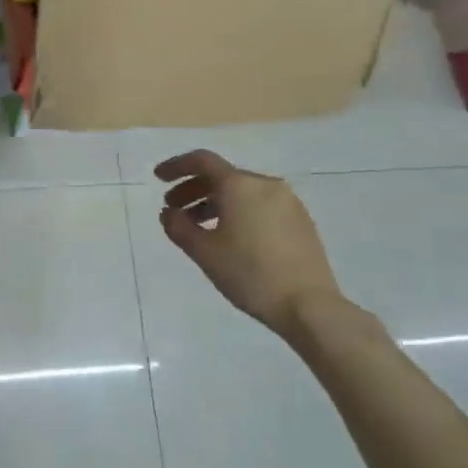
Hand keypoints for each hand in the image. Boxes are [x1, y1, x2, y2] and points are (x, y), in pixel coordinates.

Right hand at [155, 150, 347, 343]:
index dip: (176, 166)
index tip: (158, 178)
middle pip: (222, 176)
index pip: (202, 161)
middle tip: (173, 209)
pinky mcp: (300, 220)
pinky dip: (237, 211)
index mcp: (240, 185)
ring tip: (198, 227)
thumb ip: (178, 227)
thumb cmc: (249, 274)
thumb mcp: (204, 252)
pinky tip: (229, 236)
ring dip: (214, 202)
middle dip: (193, 189)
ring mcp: (287, 201)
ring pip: (242, 192)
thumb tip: (168, 213)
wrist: (309, 305)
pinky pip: (260, 205)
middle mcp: (265, 184)